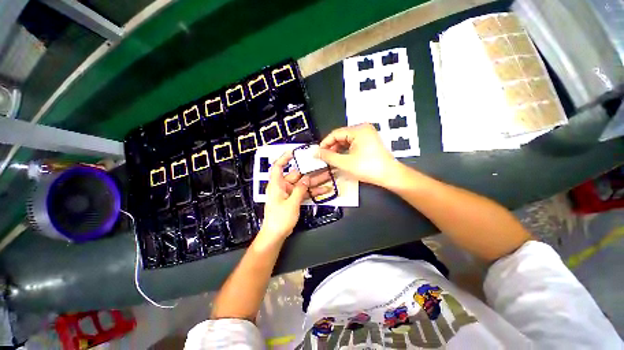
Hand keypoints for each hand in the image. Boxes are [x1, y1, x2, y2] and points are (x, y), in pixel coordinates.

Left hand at [258, 151, 330, 242]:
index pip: (278, 167)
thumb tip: (306, 179)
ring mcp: (289, 193)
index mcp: (276, 185)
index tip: (294, 152)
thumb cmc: (279, 219)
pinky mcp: (293, 199)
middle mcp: (282, 187)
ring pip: (303, 184)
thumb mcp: (291, 203)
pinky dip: (312, 192)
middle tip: (322, 167)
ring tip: (328, 177)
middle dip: (310, 172)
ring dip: (314, 182)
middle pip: (296, 175)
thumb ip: (300, 190)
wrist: (276, 235)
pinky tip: (324, 190)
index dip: (284, 158)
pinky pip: (304, 193)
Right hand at [318, 123, 399, 186]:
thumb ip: (328, 156)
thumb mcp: (345, 162)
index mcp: (358, 130)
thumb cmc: (369, 168)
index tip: (319, 152)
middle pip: (341, 136)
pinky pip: (353, 143)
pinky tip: (342, 158)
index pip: (335, 133)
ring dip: (338, 149)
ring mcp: (367, 135)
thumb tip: (316, 152)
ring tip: (332, 159)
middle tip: (325, 158)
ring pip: (346, 140)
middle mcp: (363, 129)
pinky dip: (346, 150)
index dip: (325, 143)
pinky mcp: (369, 141)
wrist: (389, 175)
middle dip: (332, 147)